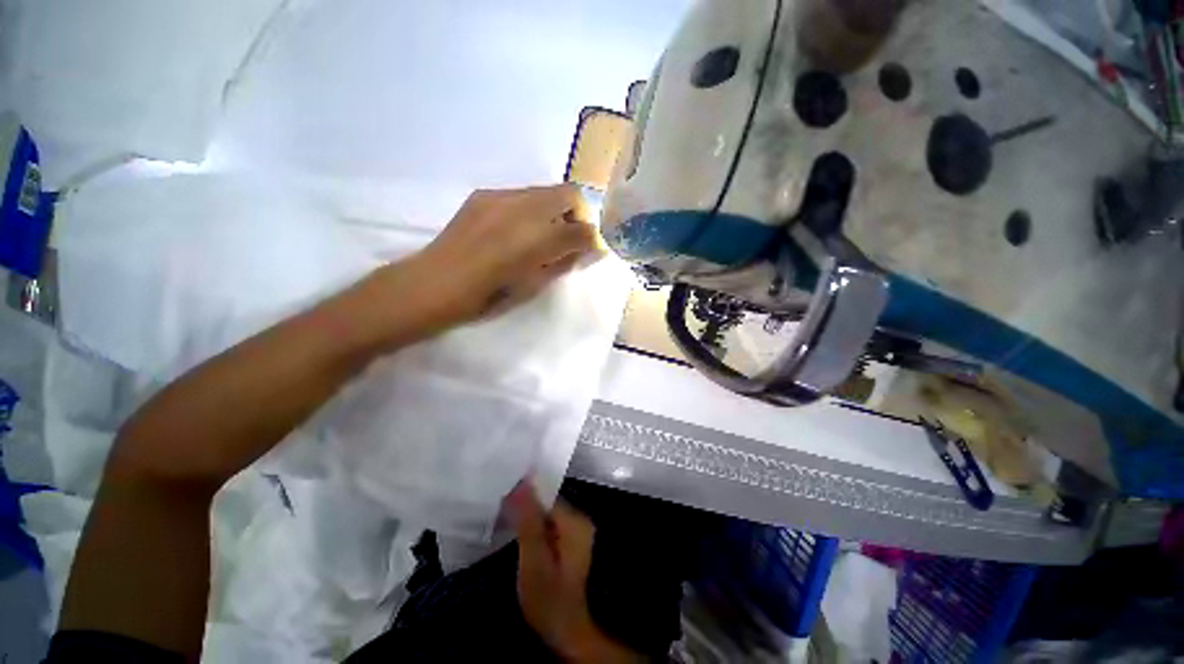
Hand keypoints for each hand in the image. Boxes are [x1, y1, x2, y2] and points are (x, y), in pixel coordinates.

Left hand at [402, 184, 604, 328]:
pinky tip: (517, 229)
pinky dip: (531, 209)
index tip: (590, 247)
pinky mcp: (483, 195)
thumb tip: (585, 248)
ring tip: (542, 234)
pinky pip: (520, 195)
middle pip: (568, 193)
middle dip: (578, 214)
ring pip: (544, 191)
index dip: (592, 236)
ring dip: (554, 209)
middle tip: (570, 237)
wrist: (436, 283)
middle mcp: (523, 209)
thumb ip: (563, 262)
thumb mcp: (534, 284)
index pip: (581, 227)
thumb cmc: (488, 296)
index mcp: (537, 240)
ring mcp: (500, 197)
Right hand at [507, 482, 643, 663]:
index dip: (524, 497)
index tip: (502, 499)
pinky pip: (549, 525)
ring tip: (506, 520)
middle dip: (525, 508)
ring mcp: (577, 531)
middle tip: (501, 511)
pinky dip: (534, 527)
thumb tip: (522, 484)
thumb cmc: (547, 599)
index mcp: (575, 522)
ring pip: (547, 514)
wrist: (564, 630)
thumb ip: (528, 521)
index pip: (546, 497)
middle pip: (548, 504)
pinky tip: (519, 534)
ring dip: (528, 518)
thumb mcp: (533, 560)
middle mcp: (580, 520)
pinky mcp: (570, 541)